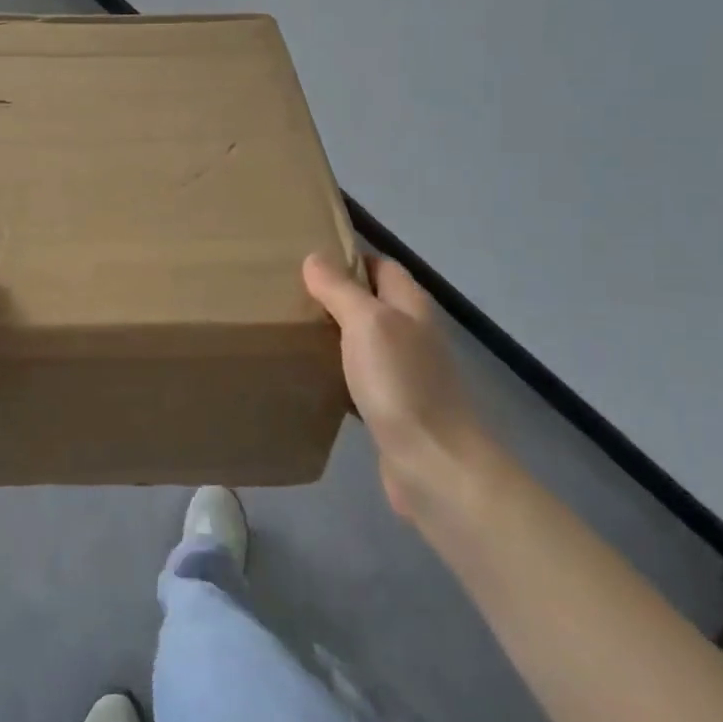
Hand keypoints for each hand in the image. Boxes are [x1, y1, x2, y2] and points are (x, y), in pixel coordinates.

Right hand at [303, 252, 502, 525]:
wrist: (434, 465)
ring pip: (363, 341)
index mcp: (411, 307)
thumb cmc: (401, 383)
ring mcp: (405, 374)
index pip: (382, 266)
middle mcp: (411, 335)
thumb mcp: (367, 324)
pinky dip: (336, 371)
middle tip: (287, 292)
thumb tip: (315, 257)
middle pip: (373, 303)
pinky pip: (358, 378)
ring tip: (290, 328)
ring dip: (333, 333)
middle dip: (335, 295)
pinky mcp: (392, 408)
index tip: (306, 256)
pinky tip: (308, 375)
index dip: (350, 257)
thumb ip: (340, 289)